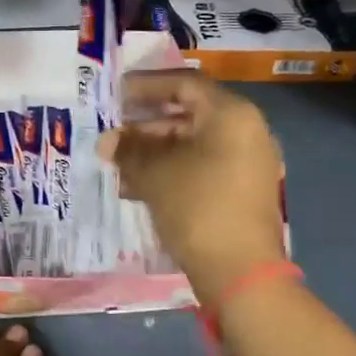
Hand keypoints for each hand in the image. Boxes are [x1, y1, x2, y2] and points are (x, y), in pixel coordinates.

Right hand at [100, 70, 285, 297]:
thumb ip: (128, 150)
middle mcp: (246, 131)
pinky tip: (139, 188)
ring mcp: (248, 162)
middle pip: (189, 115)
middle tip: (114, 133)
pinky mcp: (242, 190)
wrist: (239, 270)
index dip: (146, 86)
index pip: (184, 84)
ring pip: (193, 145)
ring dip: (154, 151)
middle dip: (146, 125)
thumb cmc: (196, 207)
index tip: (116, 93)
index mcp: (230, 115)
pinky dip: (172, 170)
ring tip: (119, 165)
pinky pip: (202, 167)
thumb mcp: (154, 174)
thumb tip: (107, 141)